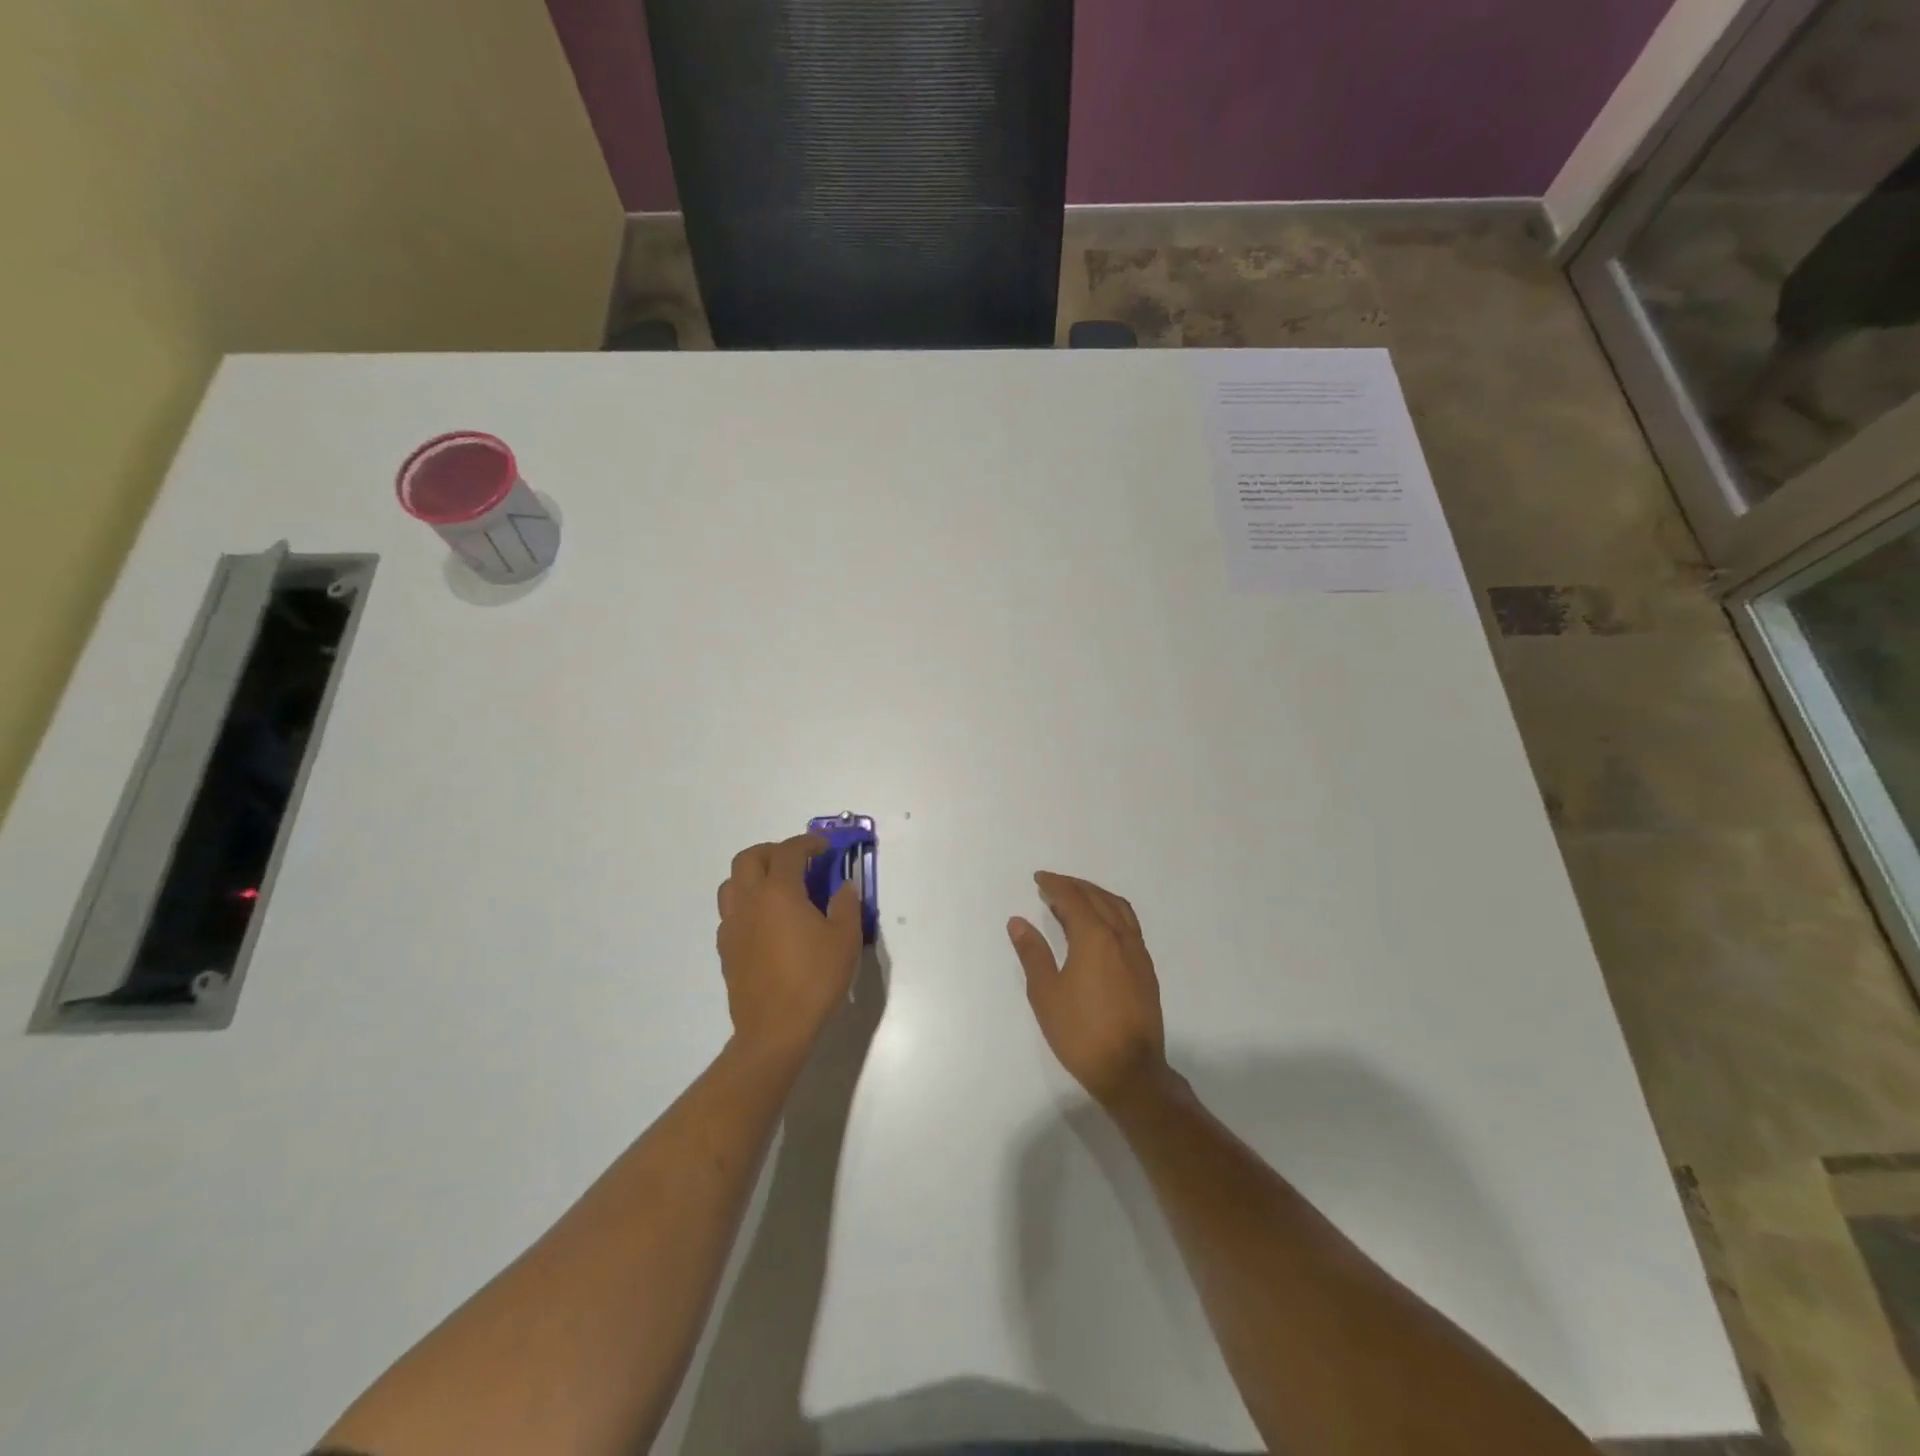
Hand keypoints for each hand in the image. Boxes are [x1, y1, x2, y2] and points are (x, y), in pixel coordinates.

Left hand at [717, 834, 862, 1065]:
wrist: (775, 1029)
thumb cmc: (815, 979)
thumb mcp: (845, 939)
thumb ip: (845, 905)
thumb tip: (842, 887)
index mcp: (779, 892)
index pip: (789, 851)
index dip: (807, 843)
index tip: (824, 847)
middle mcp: (749, 901)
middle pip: (749, 858)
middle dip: (773, 851)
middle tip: (797, 861)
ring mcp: (732, 925)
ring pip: (732, 883)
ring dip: (753, 875)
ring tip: (777, 888)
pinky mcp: (725, 948)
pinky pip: (731, 912)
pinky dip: (747, 904)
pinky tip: (767, 922)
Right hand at [1008, 872, 1168, 1106]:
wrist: (1130, 1071)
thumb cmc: (1081, 1032)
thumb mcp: (1046, 993)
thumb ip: (1033, 953)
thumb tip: (1019, 922)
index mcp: (1095, 937)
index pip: (1073, 898)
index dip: (1055, 885)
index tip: (1039, 879)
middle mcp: (1120, 937)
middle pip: (1098, 897)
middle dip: (1075, 886)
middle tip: (1053, 885)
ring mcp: (1138, 954)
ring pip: (1119, 909)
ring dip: (1096, 896)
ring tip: (1076, 899)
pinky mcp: (1146, 971)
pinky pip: (1129, 926)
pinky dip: (1112, 913)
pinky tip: (1101, 928)